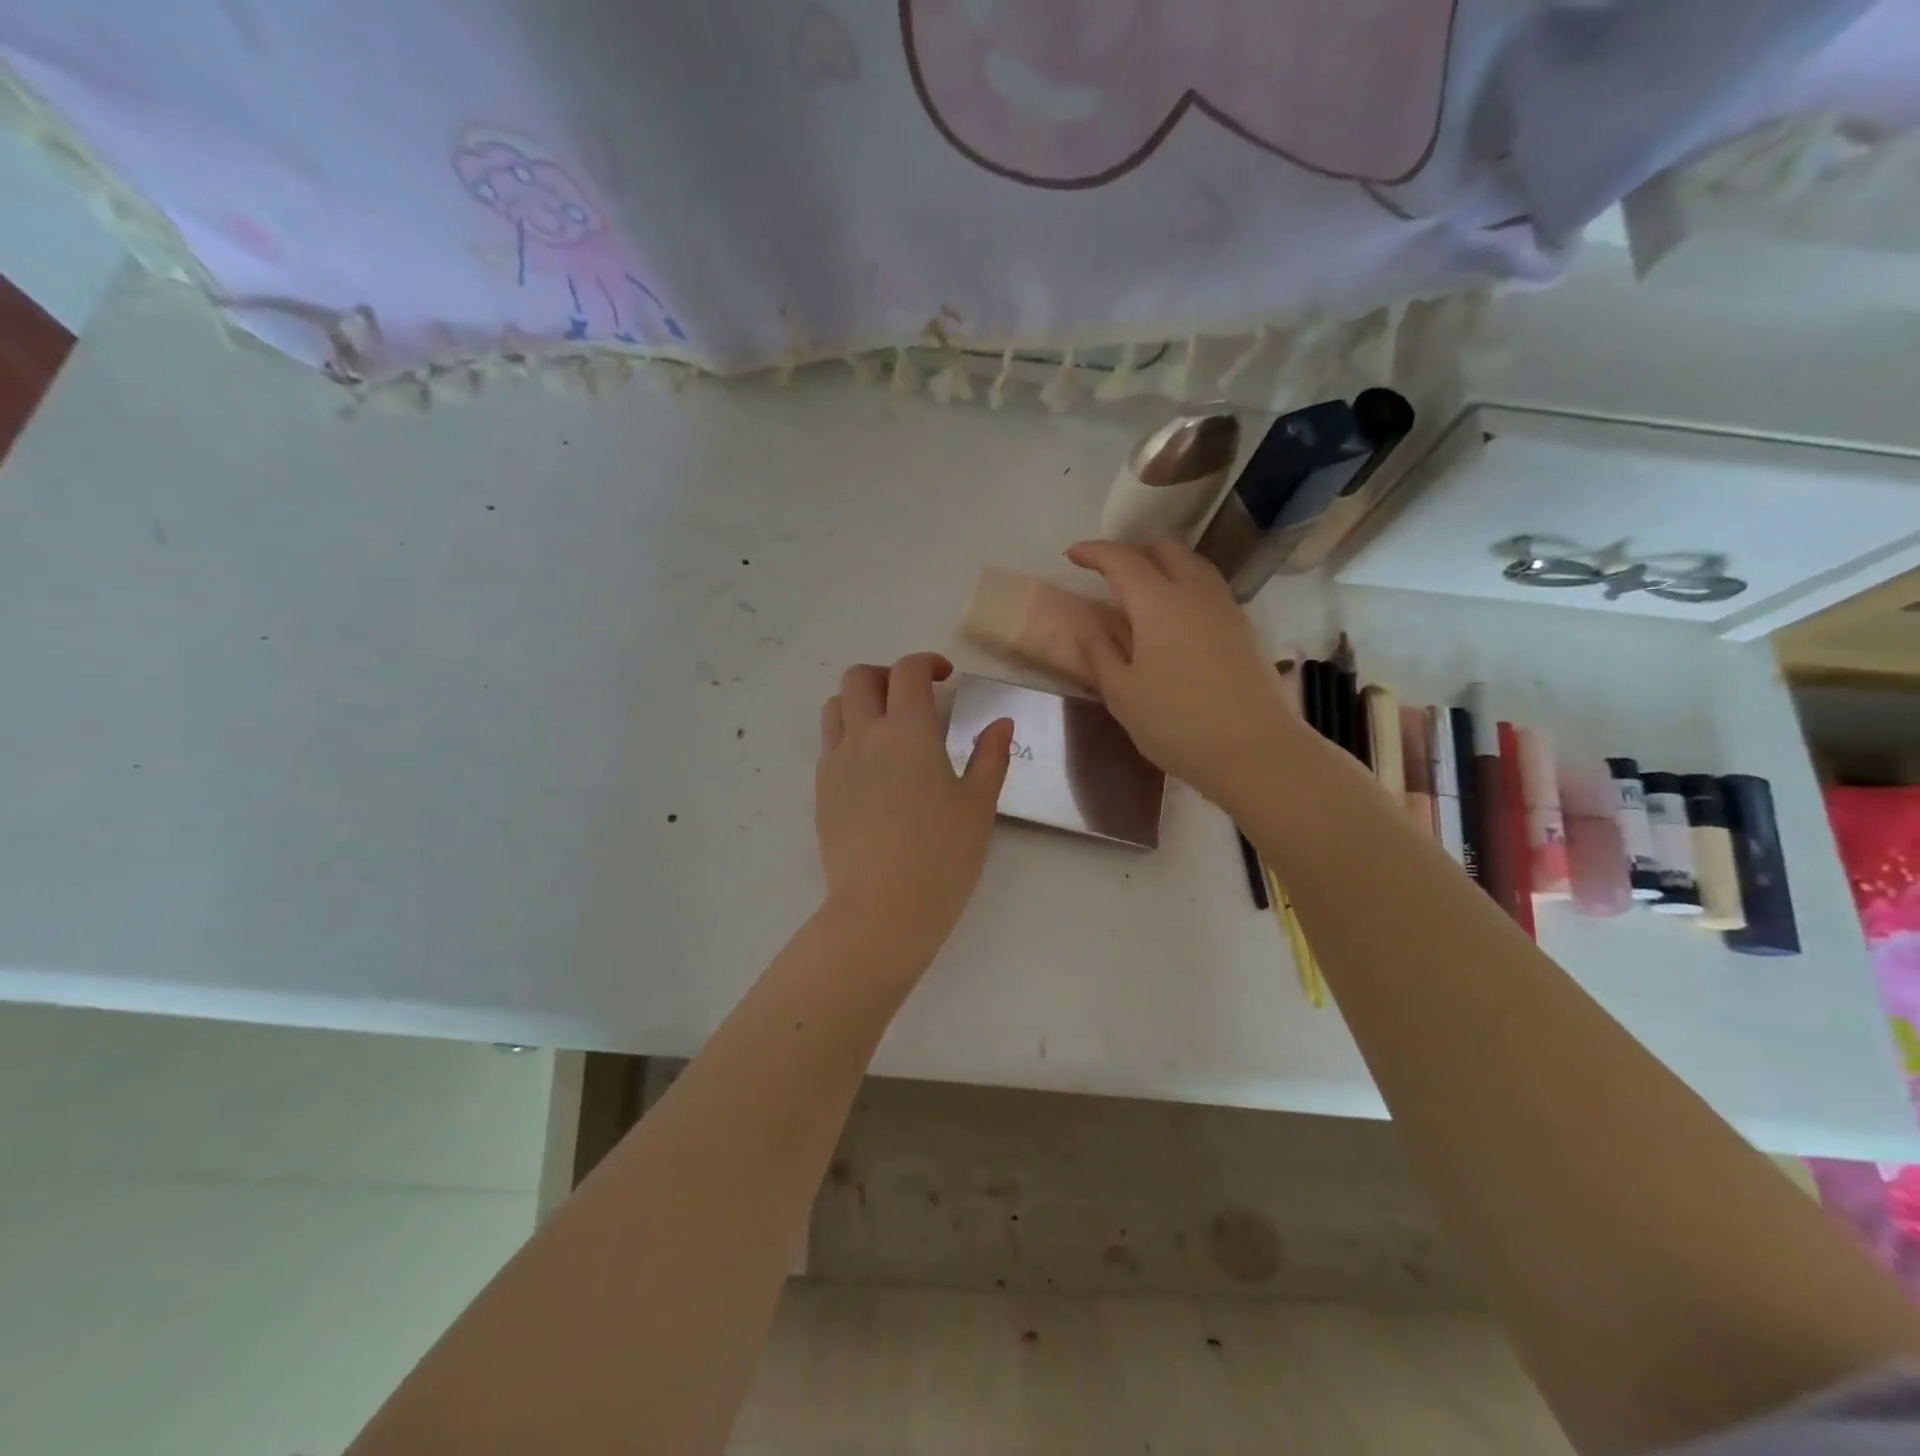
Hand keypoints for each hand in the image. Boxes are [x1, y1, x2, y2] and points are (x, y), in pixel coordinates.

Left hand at [816, 653, 1013, 970]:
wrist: (881, 910)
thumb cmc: (941, 857)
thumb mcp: (978, 806)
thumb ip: (990, 757)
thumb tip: (1001, 723)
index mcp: (907, 731)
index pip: (907, 671)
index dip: (927, 663)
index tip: (945, 677)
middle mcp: (864, 736)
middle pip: (859, 677)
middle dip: (887, 675)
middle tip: (913, 697)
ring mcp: (836, 763)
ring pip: (835, 706)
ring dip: (860, 701)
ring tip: (887, 726)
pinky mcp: (822, 791)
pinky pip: (829, 744)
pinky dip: (849, 736)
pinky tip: (873, 768)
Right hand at [1066, 539, 1300, 807]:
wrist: (1254, 750)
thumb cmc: (1176, 723)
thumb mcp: (1121, 694)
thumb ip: (1100, 654)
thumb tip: (1090, 628)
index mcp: (1158, 602)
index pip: (1122, 560)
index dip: (1094, 552)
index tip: (1072, 555)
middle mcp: (1194, 592)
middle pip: (1165, 549)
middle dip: (1133, 550)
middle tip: (1108, 572)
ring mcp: (1224, 607)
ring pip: (1192, 564)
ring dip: (1163, 565)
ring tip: (1141, 591)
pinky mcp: (1242, 627)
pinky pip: (1208, 587)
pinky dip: (1184, 585)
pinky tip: (1174, 616)